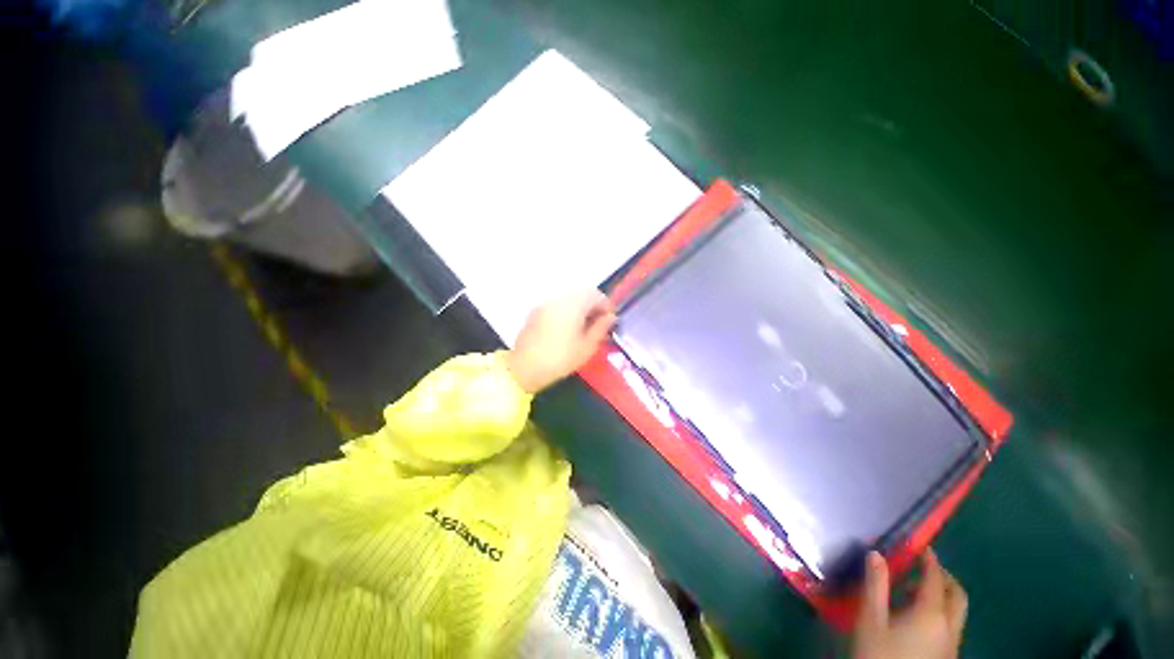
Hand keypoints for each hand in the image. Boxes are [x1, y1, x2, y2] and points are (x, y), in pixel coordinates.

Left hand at [506, 290, 615, 393]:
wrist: (524, 368)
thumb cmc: (560, 359)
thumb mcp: (587, 347)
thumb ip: (601, 328)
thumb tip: (610, 317)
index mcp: (573, 305)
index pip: (596, 294)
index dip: (606, 305)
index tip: (610, 321)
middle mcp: (559, 299)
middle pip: (582, 294)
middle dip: (593, 305)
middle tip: (598, 324)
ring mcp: (545, 304)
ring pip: (569, 299)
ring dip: (580, 308)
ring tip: (583, 327)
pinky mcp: (536, 312)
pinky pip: (557, 306)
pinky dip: (566, 312)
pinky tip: (567, 329)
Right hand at [852, 550, 967, 658]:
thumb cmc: (878, 652)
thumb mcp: (871, 619)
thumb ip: (875, 585)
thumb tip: (876, 554)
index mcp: (931, 615)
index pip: (935, 579)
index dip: (929, 560)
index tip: (921, 545)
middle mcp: (949, 628)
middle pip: (957, 596)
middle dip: (944, 577)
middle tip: (923, 566)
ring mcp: (952, 645)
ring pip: (956, 613)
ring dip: (941, 595)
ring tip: (911, 591)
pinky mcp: (947, 657)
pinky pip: (951, 626)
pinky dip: (940, 612)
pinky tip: (915, 618)